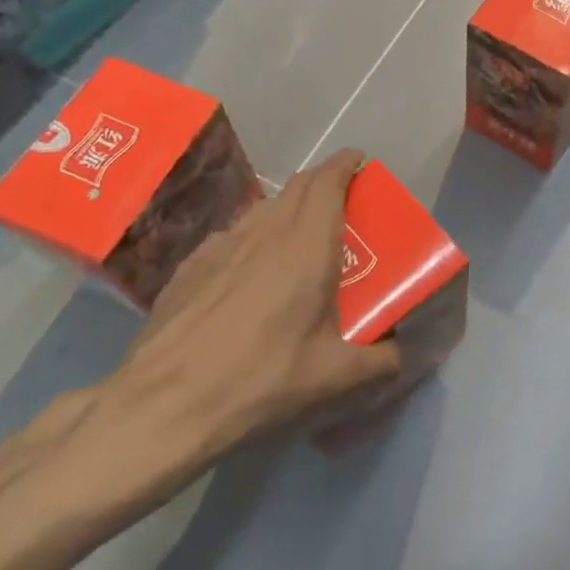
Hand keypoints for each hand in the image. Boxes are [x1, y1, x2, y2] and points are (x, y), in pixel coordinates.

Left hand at [82, 150, 402, 500]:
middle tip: (344, 207)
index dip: (346, 163)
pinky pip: (233, 234)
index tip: (361, 164)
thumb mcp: (335, 377)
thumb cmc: (262, 380)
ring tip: (300, 240)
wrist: (163, 405)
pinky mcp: (190, 266)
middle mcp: (265, 231)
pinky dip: (254, 237)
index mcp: (307, 245)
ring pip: (264, 208)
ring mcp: (221, 245)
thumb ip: (382, 360)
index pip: (328, 180)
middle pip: (298, 186)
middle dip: (324, 183)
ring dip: (289, 209)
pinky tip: (251, 274)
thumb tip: (405, 353)